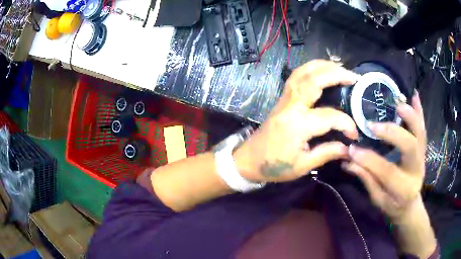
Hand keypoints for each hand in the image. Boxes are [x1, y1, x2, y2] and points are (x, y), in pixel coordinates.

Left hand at [235, 60, 359, 182]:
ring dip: (323, 66)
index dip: (346, 124)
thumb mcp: (303, 166)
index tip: (355, 134)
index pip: (329, 117)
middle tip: (354, 78)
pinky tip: (322, 71)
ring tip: (341, 68)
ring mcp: (284, 99)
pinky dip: (311, 69)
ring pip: (303, 73)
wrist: (249, 160)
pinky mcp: (282, 98)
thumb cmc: (275, 166)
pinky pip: (296, 76)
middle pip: (314, 80)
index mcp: (297, 125)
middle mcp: (291, 106)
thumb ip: (327, 153)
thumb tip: (349, 147)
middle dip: (336, 75)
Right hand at [342, 91, 425, 221]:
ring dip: (410, 116)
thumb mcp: (377, 198)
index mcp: (403, 189)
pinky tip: (415, 95)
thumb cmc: (392, 205)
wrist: (409, 204)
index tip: (352, 149)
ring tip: (397, 104)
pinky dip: (419, 111)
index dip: (369, 159)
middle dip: (392, 133)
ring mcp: (422, 157)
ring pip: (419, 133)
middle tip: (373, 125)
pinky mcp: (423, 149)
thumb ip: (366, 178)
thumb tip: (348, 159)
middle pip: (409, 147)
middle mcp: (416, 170)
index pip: (387, 171)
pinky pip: (423, 128)